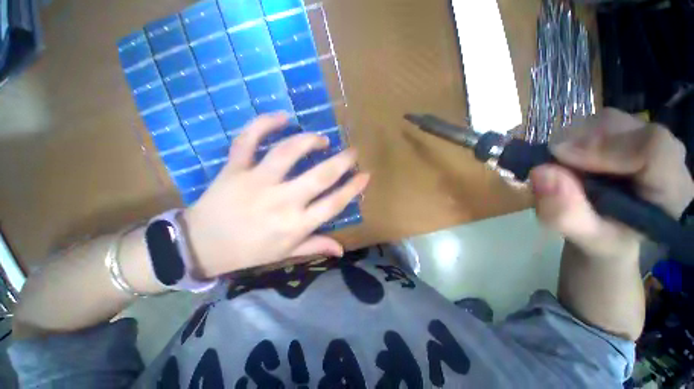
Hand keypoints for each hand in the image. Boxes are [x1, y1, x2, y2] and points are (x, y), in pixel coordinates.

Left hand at [183, 113, 369, 277]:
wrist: (201, 246)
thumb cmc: (249, 252)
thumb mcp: (286, 253)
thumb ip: (315, 246)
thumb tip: (342, 249)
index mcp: (295, 225)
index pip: (333, 203)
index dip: (353, 188)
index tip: (365, 175)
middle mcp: (281, 202)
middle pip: (320, 176)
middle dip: (342, 161)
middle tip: (352, 151)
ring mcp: (256, 182)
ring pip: (287, 152)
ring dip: (309, 141)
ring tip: (322, 139)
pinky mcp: (234, 169)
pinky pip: (247, 140)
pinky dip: (264, 124)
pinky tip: (282, 117)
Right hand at [530, 108, 693, 260]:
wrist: (612, 232)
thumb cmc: (606, 241)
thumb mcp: (584, 240)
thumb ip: (566, 214)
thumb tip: (540, 171)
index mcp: (671, 190)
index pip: (653, 148)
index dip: (604, 146)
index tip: (557, 156)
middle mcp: (666, 156)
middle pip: (626, 127)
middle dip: (580, 142)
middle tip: (552, 163)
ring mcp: (645, 140)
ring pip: (607, 120)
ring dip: (573, 139)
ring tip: (559, 166)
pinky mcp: (626, 134)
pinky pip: (596, 123)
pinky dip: (572, 137)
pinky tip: (566, 159)